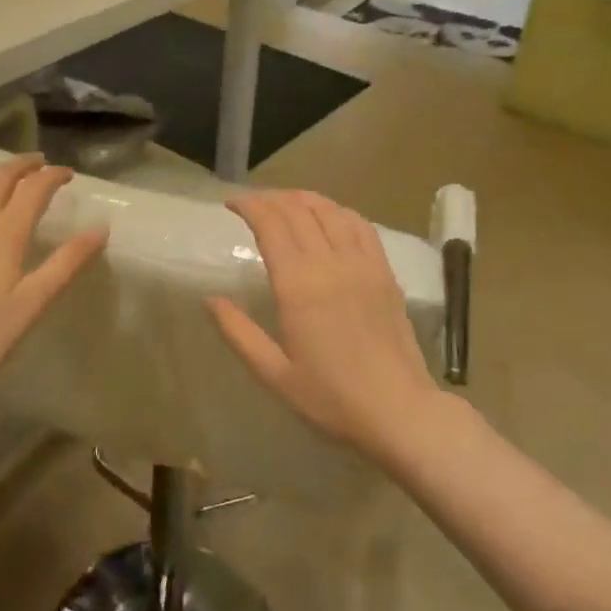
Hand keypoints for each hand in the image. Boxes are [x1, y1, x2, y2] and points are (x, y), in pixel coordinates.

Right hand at [207, 190, 439, 462]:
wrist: (399, 412)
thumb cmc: (331, 399)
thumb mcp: (274, 374)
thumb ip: (239, 333)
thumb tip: (210, 299)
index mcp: (298, 285)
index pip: (271, 224)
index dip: (250, 206)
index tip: (231, 204)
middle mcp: (330, 263)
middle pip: (298, 210)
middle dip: (271, 198)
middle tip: (252, 204)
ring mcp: (363, 264)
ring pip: (330, 210)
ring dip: (303, 199)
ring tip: (285, 203)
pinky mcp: (385, 272)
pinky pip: (361, 225)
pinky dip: (338, 211)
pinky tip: (329, 216)